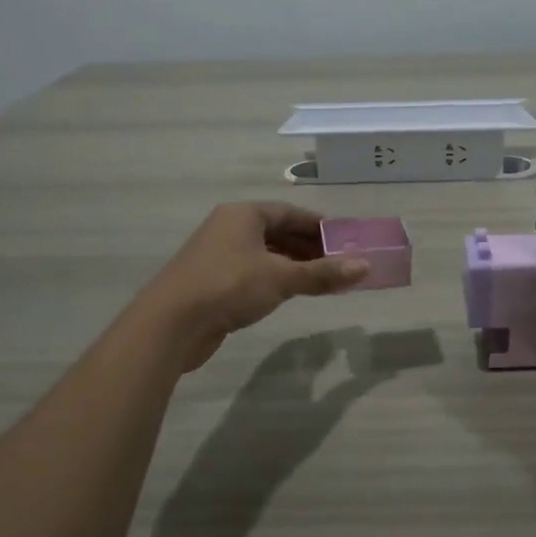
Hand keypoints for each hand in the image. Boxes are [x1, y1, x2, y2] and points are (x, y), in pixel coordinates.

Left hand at [136, 203, 369, 370]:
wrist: (170, 323)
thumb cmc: (229, 286)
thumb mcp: (281, 278)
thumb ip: (322, 273)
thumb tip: (365, 267)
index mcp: (243, 214)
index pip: (290, 212)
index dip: (319, 225)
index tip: (344, 240)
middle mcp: (229, 227)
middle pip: (277, 231)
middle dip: (308, 247)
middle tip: (338, 263)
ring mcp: (217, 254)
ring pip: (265, 254)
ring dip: (293, 265)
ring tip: (321, 280)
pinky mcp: (212, 281)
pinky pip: (252, 272)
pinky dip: (274, 278)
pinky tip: (289, 293)